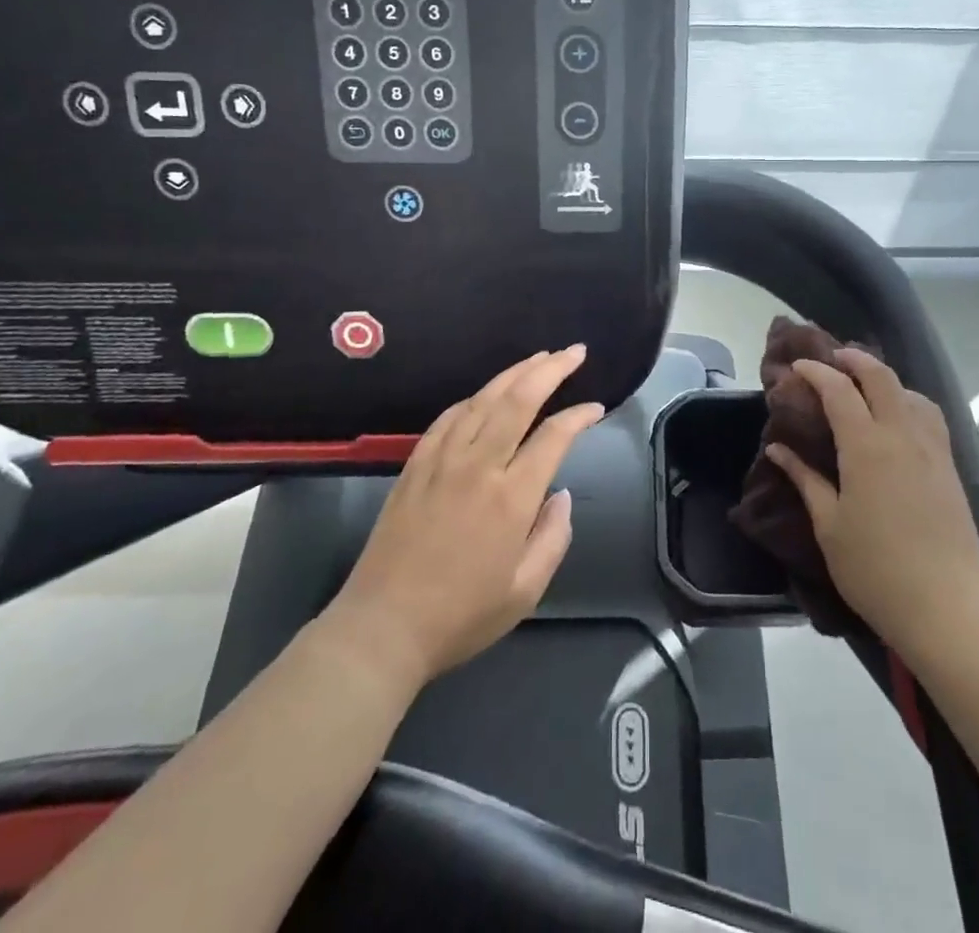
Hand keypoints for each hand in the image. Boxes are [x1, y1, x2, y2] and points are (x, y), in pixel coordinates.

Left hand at [328, 347, 604, 688]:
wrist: (382, 627)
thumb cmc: (461, 616)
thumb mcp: (524, 591)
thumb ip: (553, 538)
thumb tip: (561, 495)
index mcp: (511, 498)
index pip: (554, 437)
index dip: (579, 416)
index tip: (596, 408)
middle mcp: (478, 466)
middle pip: (518, 400)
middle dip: (551, 369)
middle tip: (574, 352)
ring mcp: (442, 460)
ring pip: (482, 399)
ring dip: (514, 373)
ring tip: (539, 358)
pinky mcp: (415, 465)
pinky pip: (448, 417)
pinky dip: (473, 398)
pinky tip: (485, 394)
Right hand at [765, 350, 978, 659]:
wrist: (947, 607)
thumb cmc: (875, 569)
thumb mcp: (828, 525)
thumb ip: (804, 479)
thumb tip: (777, 448)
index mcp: (866, 446)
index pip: (839, 390)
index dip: (816, 372)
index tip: (796, 368)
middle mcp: (902, 435)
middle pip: (880, 377)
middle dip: (854, 359)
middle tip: (832, 359)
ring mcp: (931, 450)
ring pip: (910, 393)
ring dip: (884, 379)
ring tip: (865, 387)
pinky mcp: (949, 467)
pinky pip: (929, 417)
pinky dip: (908, 402)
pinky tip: (898, 420)